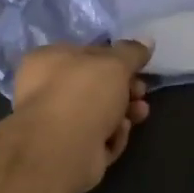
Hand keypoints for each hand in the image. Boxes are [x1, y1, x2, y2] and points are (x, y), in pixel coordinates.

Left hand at [12, 41, 152, 192]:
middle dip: (124, 89)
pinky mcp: (69, 151)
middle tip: (141, 91)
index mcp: (47, 61)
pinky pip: (98, 139)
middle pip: (95, 86)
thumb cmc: (83, 94)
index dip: (114, 59)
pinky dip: (112, 136)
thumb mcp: (114, 64)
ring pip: (99, 114)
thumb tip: (147, 40)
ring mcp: (56, 124)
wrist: (62, 149)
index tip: (138, 66)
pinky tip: (118, 134)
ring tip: (140, 113)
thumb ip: (132, 52)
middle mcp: (46, 90)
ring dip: (124, 112)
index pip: (85, 53)